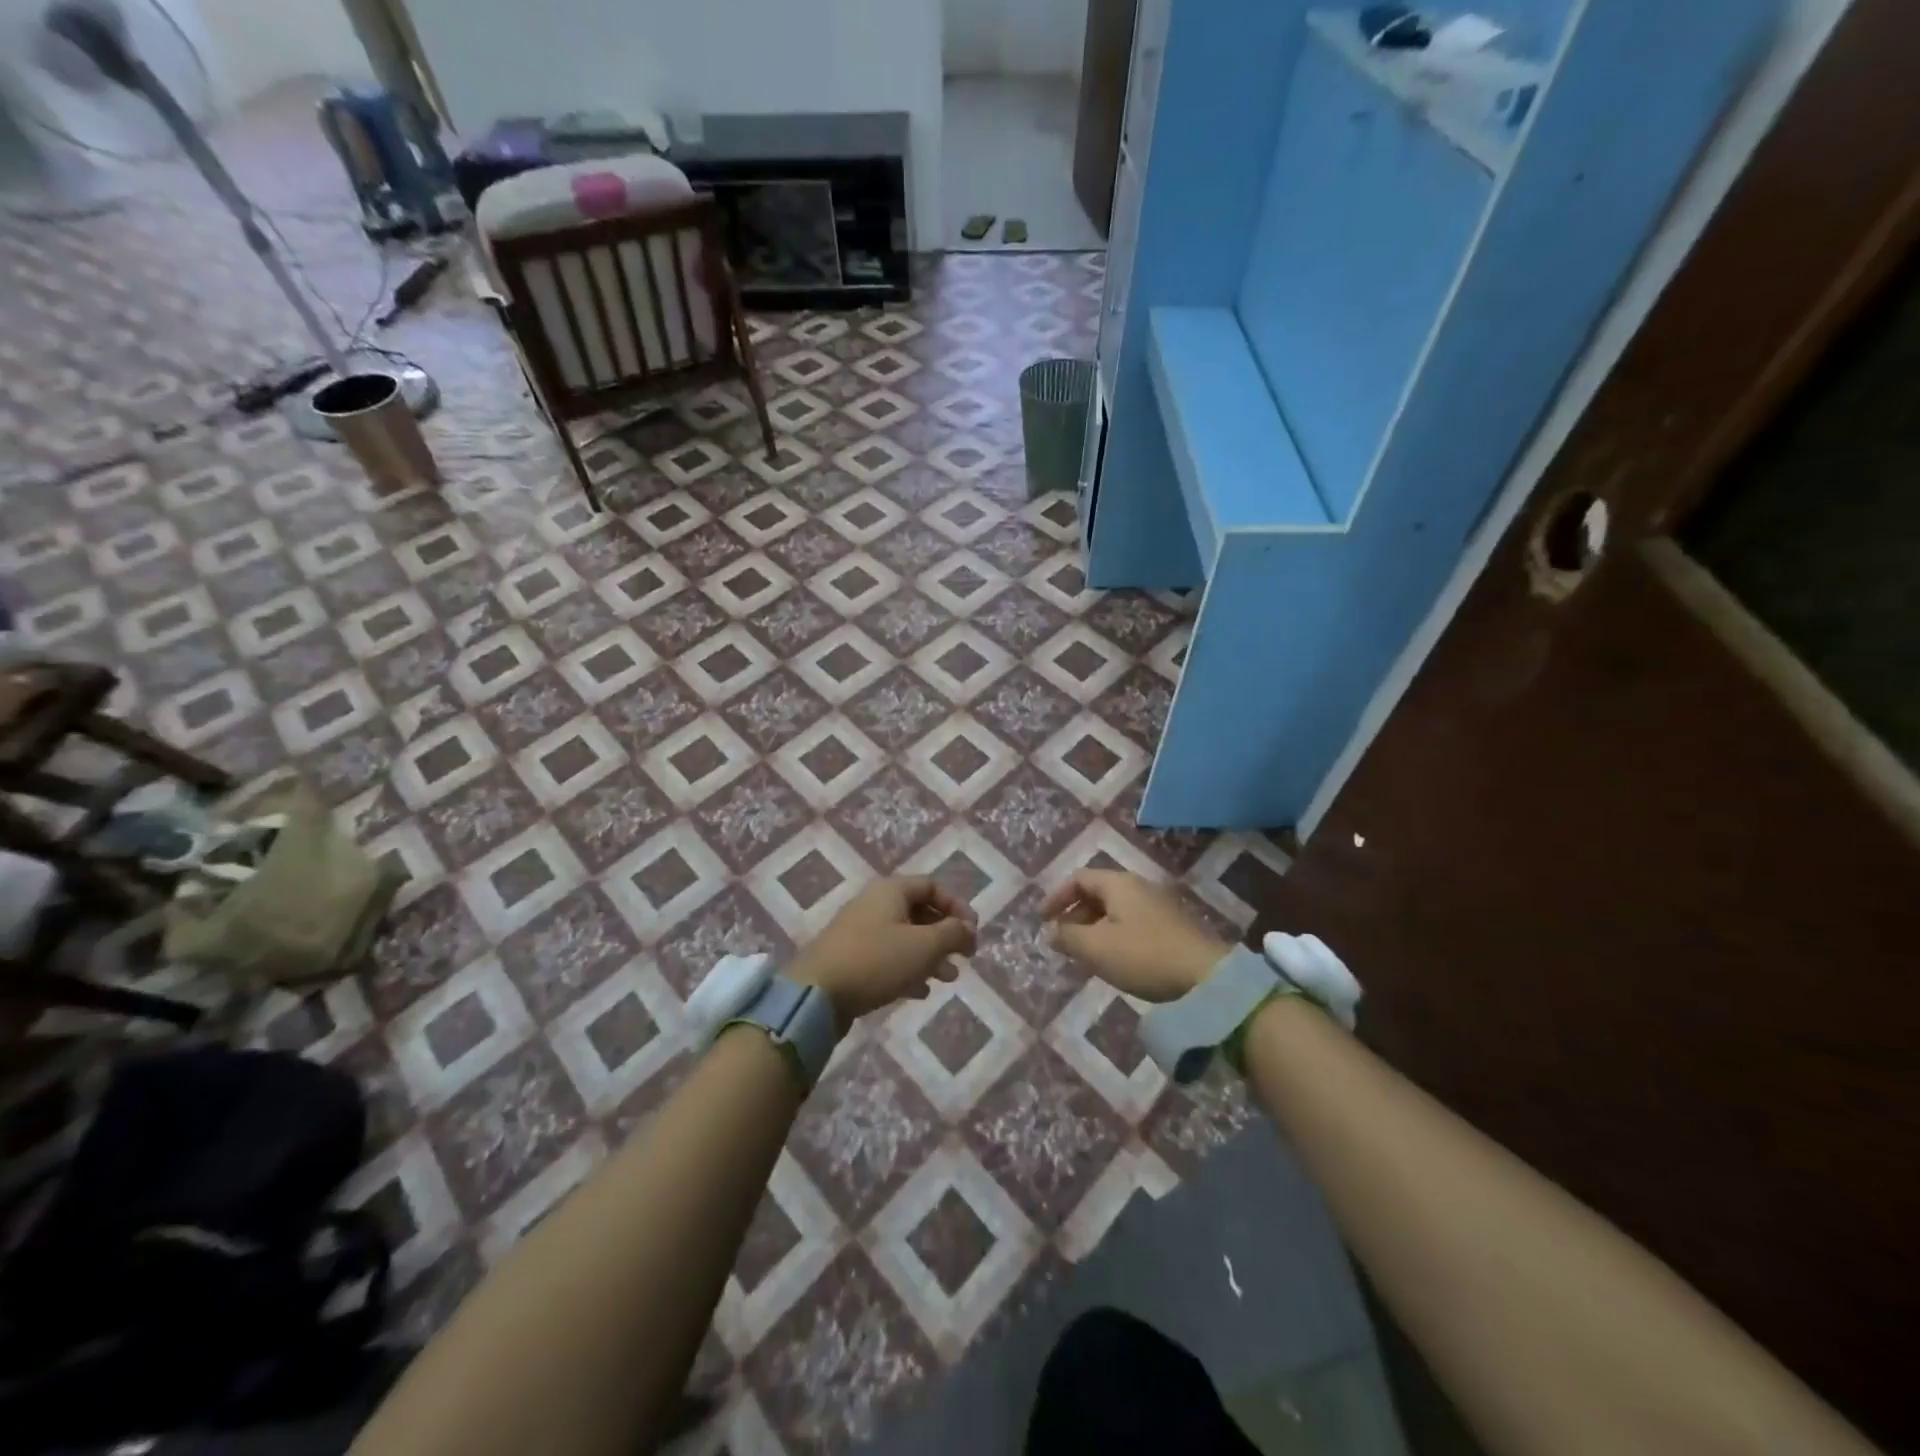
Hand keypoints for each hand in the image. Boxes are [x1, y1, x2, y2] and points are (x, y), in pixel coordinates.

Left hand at [790, 878, 976, 1022]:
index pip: (932, 886)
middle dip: (945, 935)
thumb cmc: (876, 960)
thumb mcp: (924, 946)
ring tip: (948, 978)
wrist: (816, 994)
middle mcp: (874, 904)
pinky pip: (887, 957)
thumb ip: (952, 933)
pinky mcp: (850, 958)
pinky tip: (920, 991)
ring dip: (930, 955)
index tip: (973, 933)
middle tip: (964, 957)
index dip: (957, 906)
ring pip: (905, 937)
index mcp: (891, 890)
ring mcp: (859, 931)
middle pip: (919, 912)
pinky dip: (908, 969)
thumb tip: (968, 928)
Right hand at [1040, 870, 1227, 1001]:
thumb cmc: (1144, 956)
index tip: (1042, 919)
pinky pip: (1132, 923)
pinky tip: (1114, 960)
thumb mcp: (1097, 948)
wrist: (1207, 977)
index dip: (1056, 896)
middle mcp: (1139, 887)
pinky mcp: (1172, 927)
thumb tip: (1051, 931)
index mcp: (1119, 884)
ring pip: (1115, 910)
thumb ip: (1068, 936)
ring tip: (1084, 954)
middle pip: (1097, 892)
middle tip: (1062, 939)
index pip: (1079, 878)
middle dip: (1074, 914)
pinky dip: (1113, 935)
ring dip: (1093, 927)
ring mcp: (1159, 906)